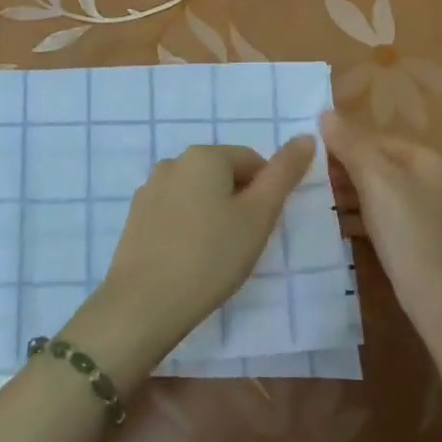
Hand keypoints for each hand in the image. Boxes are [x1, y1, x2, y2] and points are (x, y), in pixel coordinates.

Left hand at [67, 137, 316, 385]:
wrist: (144, 303)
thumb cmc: (211, 256)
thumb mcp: (259, 215)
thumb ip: (284, 174)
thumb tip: (306, 137)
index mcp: (204, 156)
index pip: (252, 161)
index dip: (266, 193)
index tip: (263, 228)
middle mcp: (173, 162)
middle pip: (222, 175)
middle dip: (239, 203)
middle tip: (243, 243)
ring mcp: (149, 190)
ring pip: (197, 194)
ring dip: (213, 215)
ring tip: (216, 254)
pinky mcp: (135, 217)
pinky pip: (174, 213)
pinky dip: (188, 228)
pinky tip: (190, 258)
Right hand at [320, 110, 441, 322]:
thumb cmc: (409, 232)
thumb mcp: (377, 181)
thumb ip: (352, 146)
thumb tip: (326, 113)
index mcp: (425, 160)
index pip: (377, 139)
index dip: (343, 142)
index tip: (308, 153)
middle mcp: (430, 181)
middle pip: (379, 165)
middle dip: (344, 170)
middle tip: (305, 179)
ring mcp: (426, 214)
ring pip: (379, 194)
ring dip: (348, 195)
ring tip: (313, 201)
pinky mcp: (418, 243)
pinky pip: (383, 221)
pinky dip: (360, 219)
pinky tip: (336, 227)